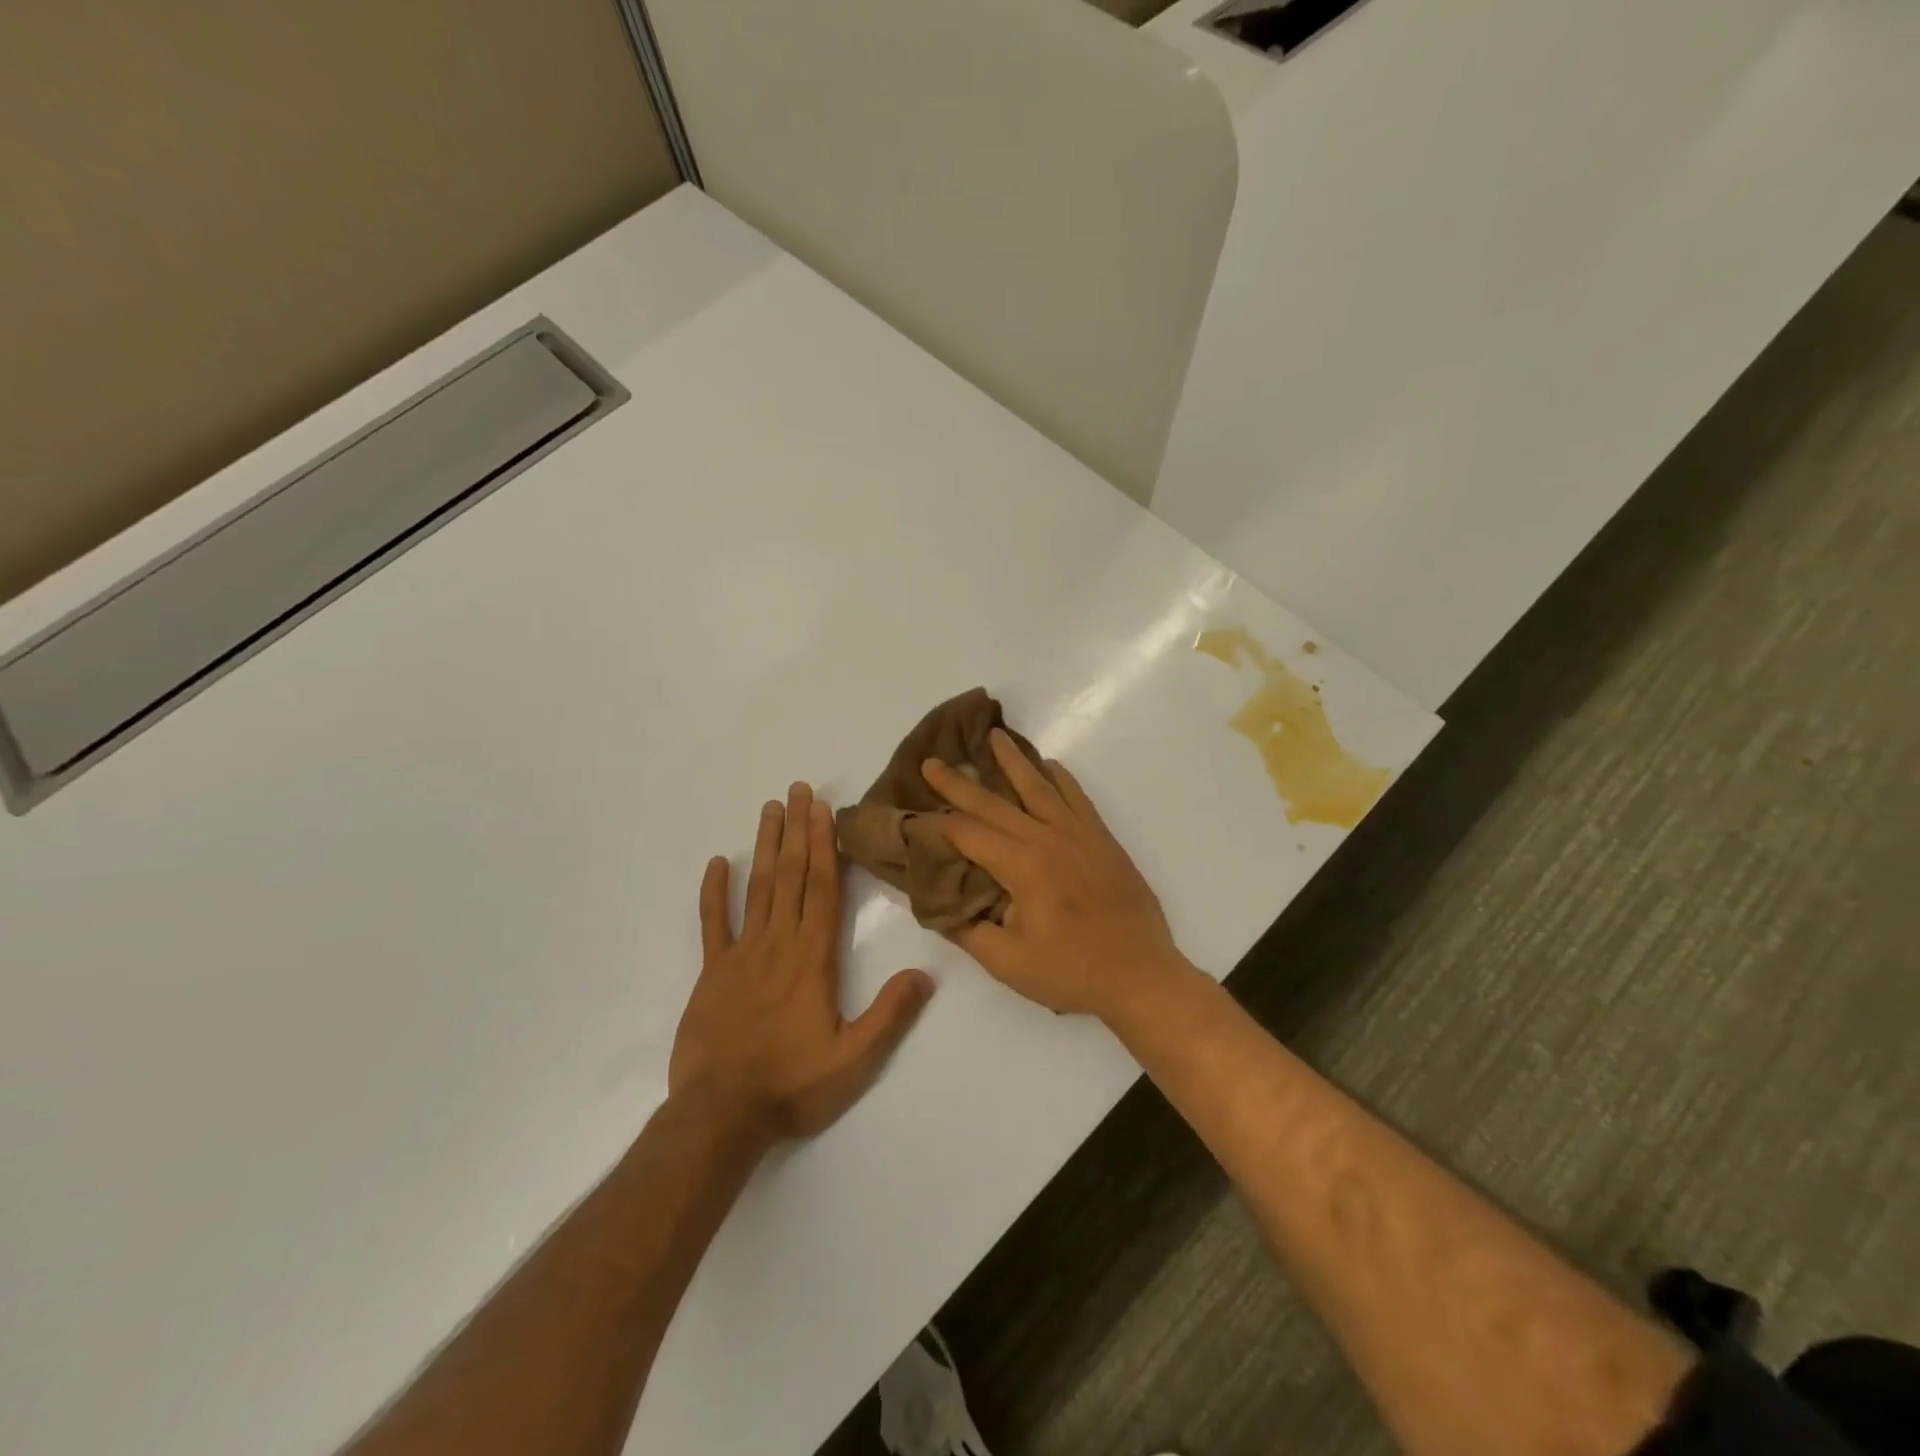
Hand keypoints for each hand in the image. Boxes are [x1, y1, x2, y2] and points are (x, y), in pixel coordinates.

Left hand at [670, 782, 934, 1140]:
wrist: (720, 1115)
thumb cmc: (792, 1085)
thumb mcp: (854, 1059)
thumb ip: (890, 1014)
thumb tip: (926, 973)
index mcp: (813, 957)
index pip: (822, 888)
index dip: (824, 845)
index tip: (823, 809)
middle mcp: (778, 943)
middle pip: (791, 876)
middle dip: (798, 830)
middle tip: (798, 789)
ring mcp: (741, 954)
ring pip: (757, 888)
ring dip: (766, 847)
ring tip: (770, 809)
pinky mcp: (713, 972)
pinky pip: (712, 923)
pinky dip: (714, 892)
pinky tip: (717, 862)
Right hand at [922, 732, 1193, 1018]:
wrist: (1142, 975)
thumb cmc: (1072, 972)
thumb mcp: (1009, 963)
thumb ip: (969, 931)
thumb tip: (940, 907)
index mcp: (1022, 865)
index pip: (968, 834)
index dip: (936, 825)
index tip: (912, 817)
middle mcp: (1048, 838)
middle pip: (995, 803)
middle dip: (959, 783)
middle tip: (932, 761)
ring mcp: (1079, 834)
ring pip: (1039, 787)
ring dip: (1013, 761)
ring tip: (995, 736)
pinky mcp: (1102, 839)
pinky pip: (1077, 797)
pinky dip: (1060, 778)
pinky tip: (1049, 766)